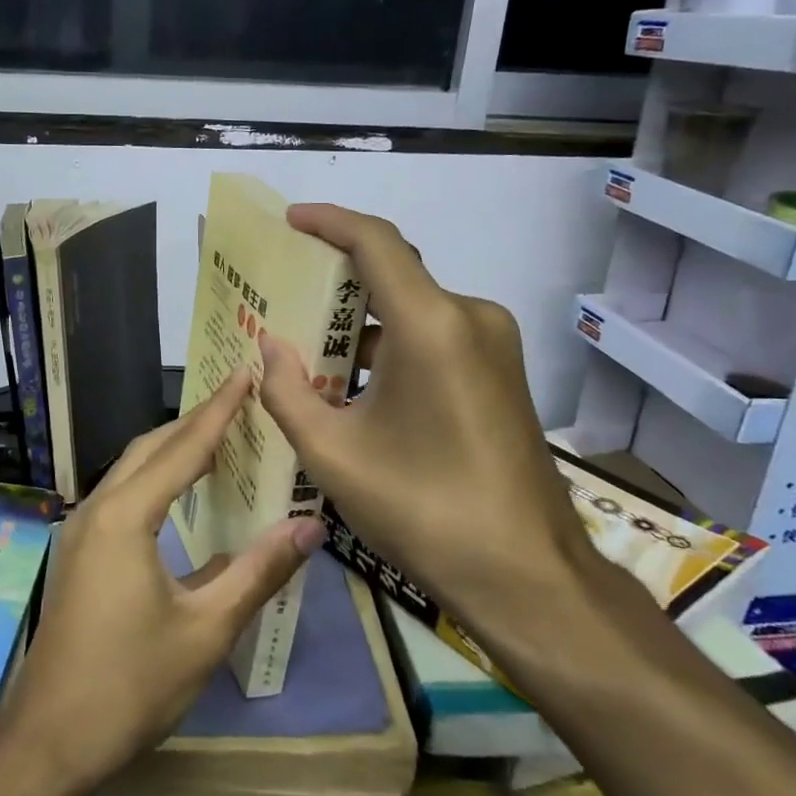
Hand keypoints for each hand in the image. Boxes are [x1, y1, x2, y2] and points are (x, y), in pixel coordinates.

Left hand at [0, 369, 324, 792]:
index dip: (219, 410)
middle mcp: (97, 509)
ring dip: (172, 450)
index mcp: (125, 516)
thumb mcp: (207, 629)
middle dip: (194, 422)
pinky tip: (179, 497)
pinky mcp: (78, 554)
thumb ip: (259, 572)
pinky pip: (121, 496)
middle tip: (239, 402)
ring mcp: (81, 531)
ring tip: (217, 440)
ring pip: (130, 470)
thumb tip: (310, 526)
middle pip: (150, 448)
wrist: (50, 742)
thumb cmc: (131, 684)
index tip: (245, 374)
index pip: (182, 447)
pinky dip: (155, 480)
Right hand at [256, 203, 592, 639]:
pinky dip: (391, 347)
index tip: (289, 220)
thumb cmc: (422, 509)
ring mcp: (493, 345)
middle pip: (393, 274)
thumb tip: (269, 347)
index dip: (329, 222)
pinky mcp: (501, 373)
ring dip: (361, 323)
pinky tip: (354, 383)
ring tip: (306, 347)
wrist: (525, 574)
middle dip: (335, 281)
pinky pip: (435, 337)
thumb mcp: (333, 453)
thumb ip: (287, 391)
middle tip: (282, 295)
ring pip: (413, 310)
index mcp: (432, 325)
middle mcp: (470, 318)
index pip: (375, 242)